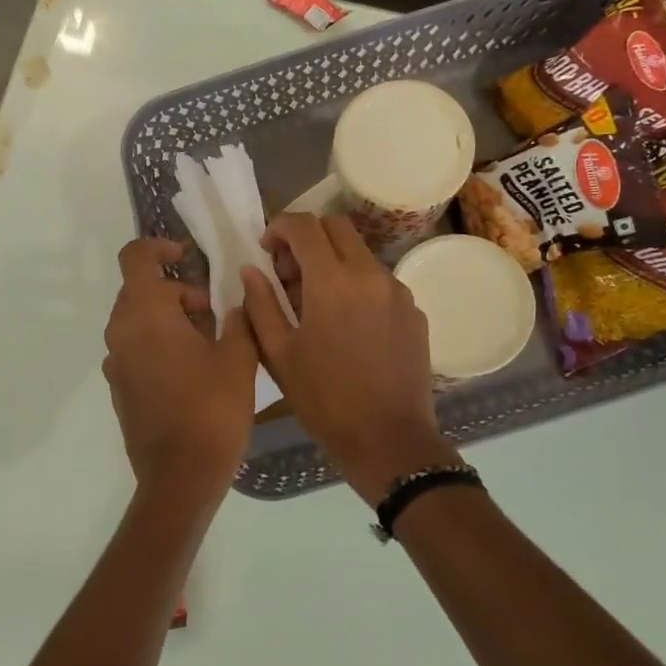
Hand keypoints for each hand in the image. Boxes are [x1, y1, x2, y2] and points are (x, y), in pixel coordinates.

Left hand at [103, 238, 259, 503]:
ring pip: (138, 321)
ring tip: (208, 342)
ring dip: (168, 318)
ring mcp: (116, 363)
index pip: (136, 257)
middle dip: (176, 290)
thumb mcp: (239, 358)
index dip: (159, 247)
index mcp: (146, 314)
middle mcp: (121, 332)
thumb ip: (239, 318)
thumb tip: (235, 301)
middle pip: (140, 290)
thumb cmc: (212, 409)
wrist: (179, 476)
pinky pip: (135, 349)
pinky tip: (190, 370)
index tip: (186, 256)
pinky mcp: (118, 388)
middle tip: (213, 311)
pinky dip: (158, 344)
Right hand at [241, 215, 461, 503]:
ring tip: (316, 304)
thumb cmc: (323, 400)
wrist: (388, 439)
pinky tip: (347, 325)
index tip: (266, 249)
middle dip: (307, 237)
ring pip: (361, 253)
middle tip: (289, 272)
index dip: (279, 227)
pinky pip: (380, 281)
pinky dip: (357, 286)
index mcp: (332, 282)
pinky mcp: (414, 311)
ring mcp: (398, 291)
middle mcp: (370, 274)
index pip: (304, 226)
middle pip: (337, 227)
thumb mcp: (278, 354)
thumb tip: (251, 270)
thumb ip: (261, 304)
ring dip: (333, 262)